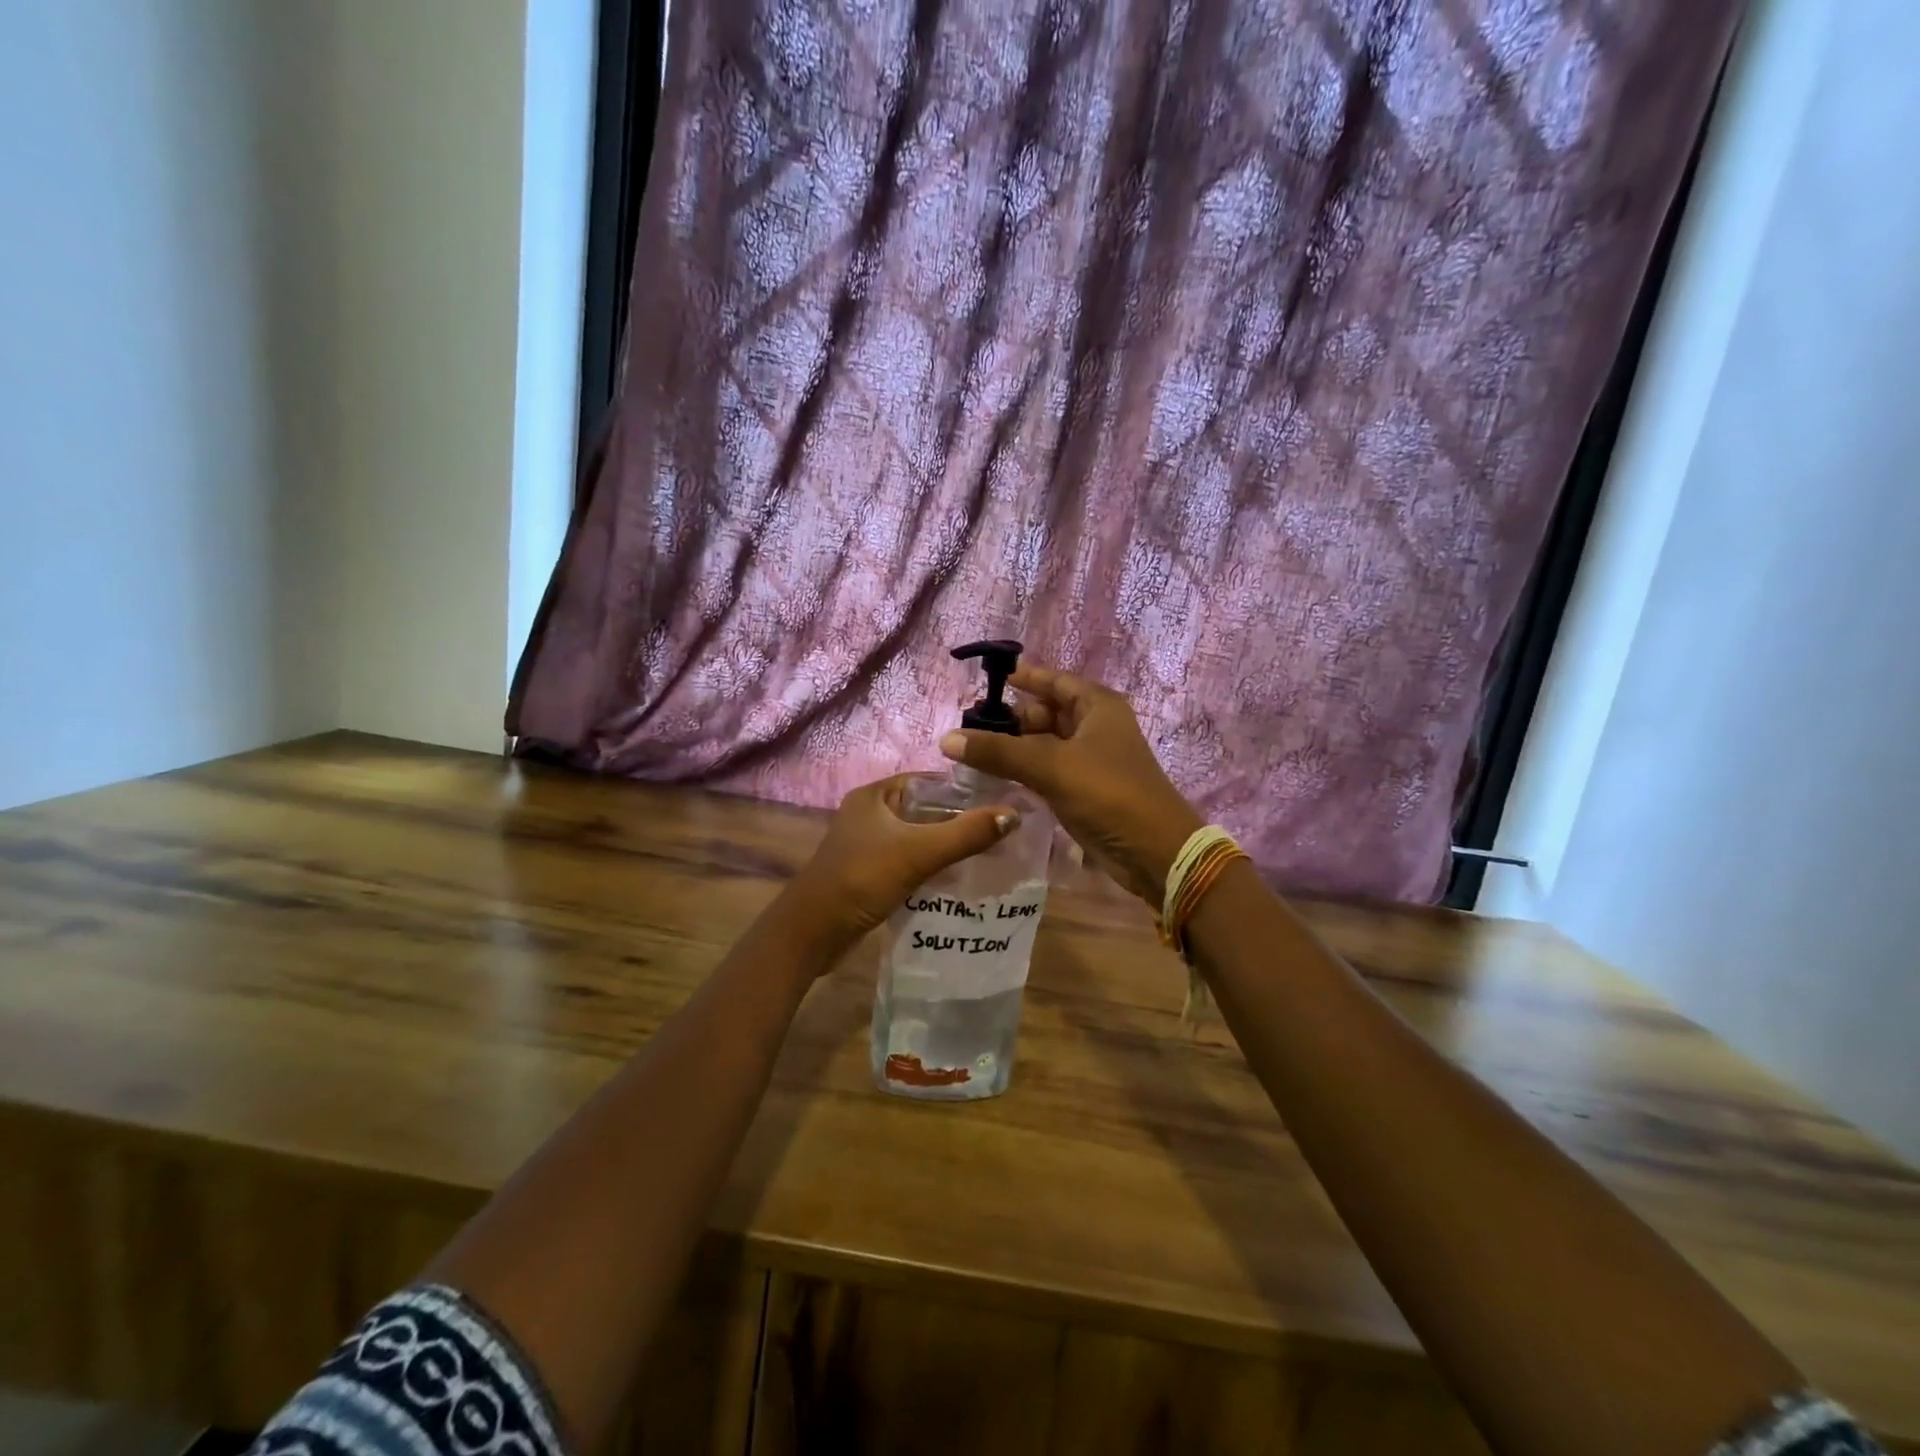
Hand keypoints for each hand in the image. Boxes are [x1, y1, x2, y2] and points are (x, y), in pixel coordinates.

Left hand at [784, 774, 1017, 950]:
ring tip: (990, 854)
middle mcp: (870, 813)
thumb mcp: (918, 852)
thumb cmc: (862, 879)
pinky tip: (960, 878)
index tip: (1003, 801)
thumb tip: (1014, 815)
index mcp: (875, 795)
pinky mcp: (870, 872)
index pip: (930, 781)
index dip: (965, 789)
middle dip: (961, 820)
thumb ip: (966, 834)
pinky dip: (933, 866)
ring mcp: (868, 844)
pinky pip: (910, 861)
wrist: (813, 933)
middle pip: (926, 810)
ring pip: (919, 837)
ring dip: (948, 845)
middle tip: (1003, 831)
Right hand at [939, 665, 1202, 907]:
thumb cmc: (1107, 793)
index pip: (1055, 681)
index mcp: (1097, 706)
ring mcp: (1092, 760)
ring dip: (1016, 746)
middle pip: (1047, 712)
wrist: (1153, 852)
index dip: (1025, 678)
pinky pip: (1048, 770)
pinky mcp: (1086, 790)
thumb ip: (998, 751)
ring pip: (1045, 743)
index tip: (990, 680)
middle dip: (1012, 718)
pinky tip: (997, 776)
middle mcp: (1096, 727)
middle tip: (971, 726)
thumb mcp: (1050, 766)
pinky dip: (1025, 770)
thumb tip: (947, 739)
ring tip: (975, 751)